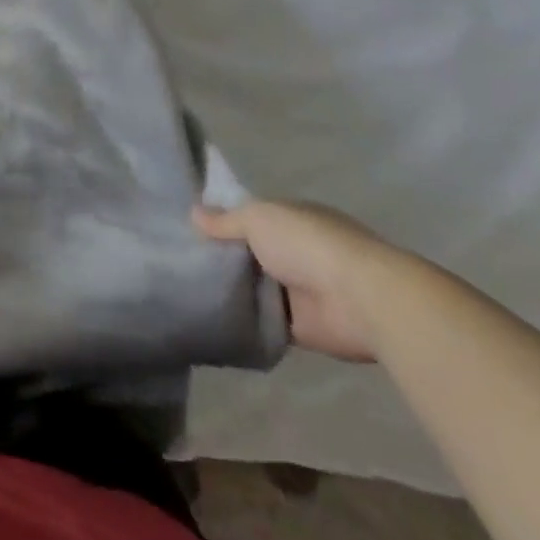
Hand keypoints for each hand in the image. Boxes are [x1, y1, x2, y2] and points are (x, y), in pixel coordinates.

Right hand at [194, 200, 401, 361]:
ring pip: (254, 287)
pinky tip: (210, 316)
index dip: (222, 221)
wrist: (360, 299)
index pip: (250, 217)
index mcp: (291, 219)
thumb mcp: (257, 218)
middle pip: (249, 253)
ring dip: (231, 289)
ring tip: (185, 288)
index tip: (188, 227)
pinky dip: (243, 320)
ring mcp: (298, 290)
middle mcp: (295, 252)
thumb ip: (225, 220)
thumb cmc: (307, 244)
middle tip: (178, 259)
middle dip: (222, 256)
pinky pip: (262, 321)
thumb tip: (193, 212)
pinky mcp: (300, 327)